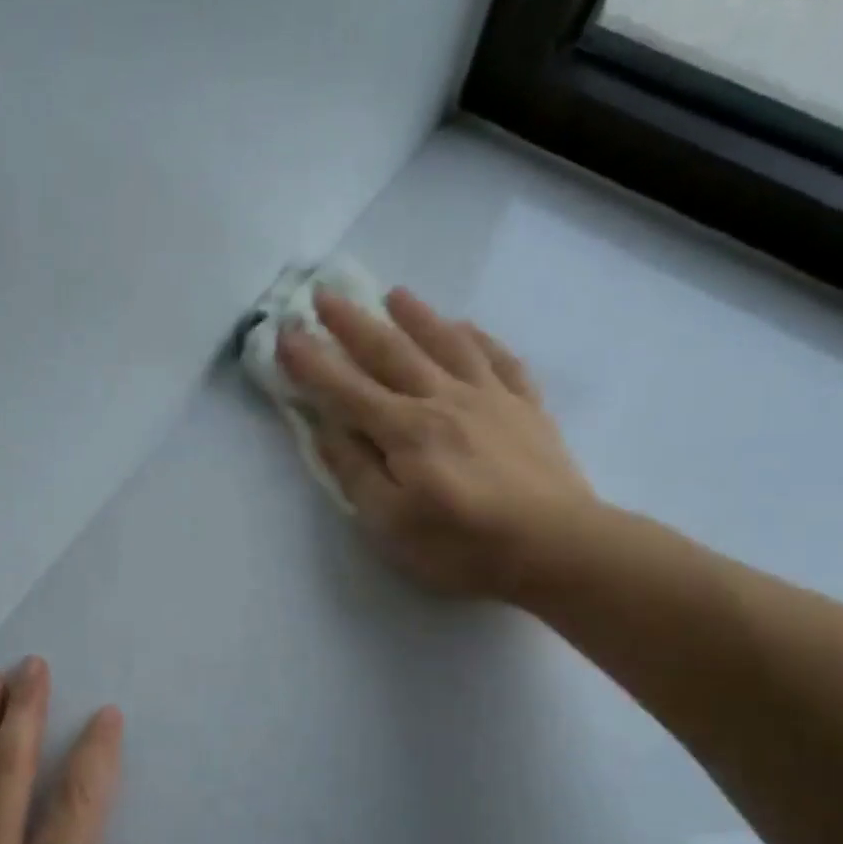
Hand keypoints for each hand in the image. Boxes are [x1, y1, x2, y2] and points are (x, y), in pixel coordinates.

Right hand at [277, 288, 595, 600]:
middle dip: (354, 324)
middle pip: (392, 353)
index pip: (346, 389)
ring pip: (447, 344)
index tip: (285, 332)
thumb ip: (356, 472)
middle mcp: (444, 400)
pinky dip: (480, 339)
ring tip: (395, 295)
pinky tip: (467, 327)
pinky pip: (500, 360)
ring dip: (417, 316)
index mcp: (405, 431)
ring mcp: (491, 399)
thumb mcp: (390, 524)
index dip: (312, 362)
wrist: (558, 548)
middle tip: (326, 295)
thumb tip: (328, 429)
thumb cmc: (462, 546)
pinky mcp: (527, 409)